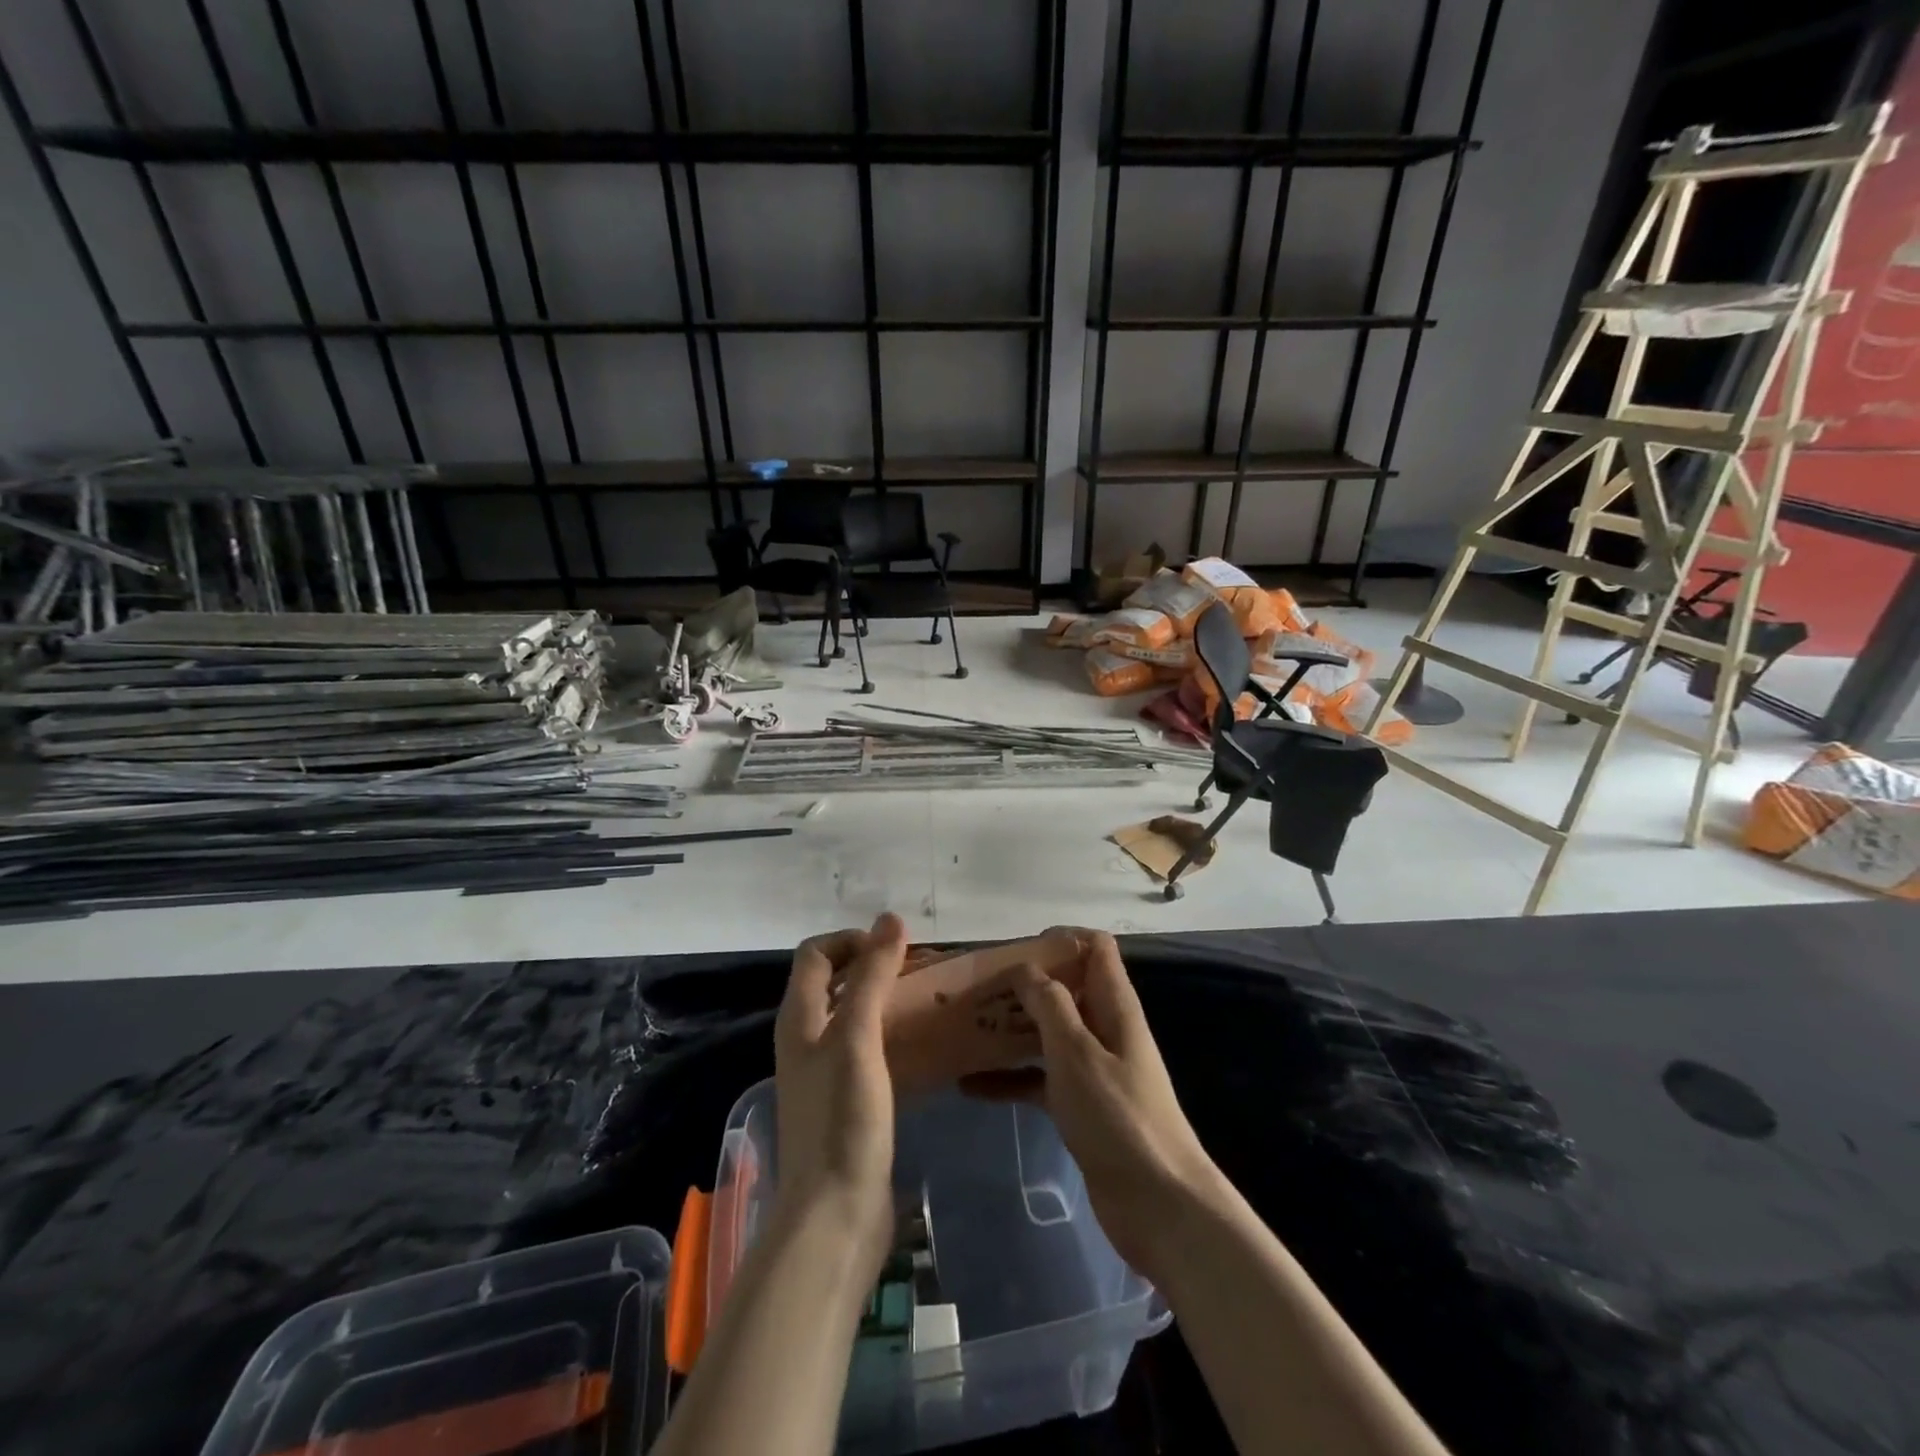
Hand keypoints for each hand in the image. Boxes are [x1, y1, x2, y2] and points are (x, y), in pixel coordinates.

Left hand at [772, 912, 907, 1277]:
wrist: (834, 1216)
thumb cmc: (842, 1119)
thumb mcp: (858, 1038)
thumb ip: (873, 977)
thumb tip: (891, 919)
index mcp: (799, 1018)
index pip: (816, 954)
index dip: (852, 939)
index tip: (896, 947)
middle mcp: (806, 1039)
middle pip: (835, 982)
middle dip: (875, 966)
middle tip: (922, 971)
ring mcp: (825, 1073)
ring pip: (854, 1016)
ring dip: (887, 1000)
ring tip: (930, 1000)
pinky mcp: (847, 1102)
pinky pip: (868, 1050)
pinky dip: (892, 1035)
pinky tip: (924, 1046)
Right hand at [970, 931, 1223, 1284]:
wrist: (1160, 1205)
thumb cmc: (1118, 1117)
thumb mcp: (1077, 1052)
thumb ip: (1051, 1004)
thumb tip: (1026, 967)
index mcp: (1114, 1005)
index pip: (1095, 947)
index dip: (1061, 938)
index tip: (1016, 950)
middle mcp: (1105, 1028)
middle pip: (1066, 989)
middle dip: (1024, 984)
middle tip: (977, 990)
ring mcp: (1094, 1069)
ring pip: (1048, 1033)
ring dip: (1012, 1029)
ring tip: (965, 1028)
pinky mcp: (1081, 1106)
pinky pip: (1040, 1079)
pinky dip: (1010, 1078)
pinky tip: (970, 1086)